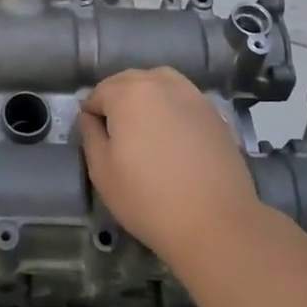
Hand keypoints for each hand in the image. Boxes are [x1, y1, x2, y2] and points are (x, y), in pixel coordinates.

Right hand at [79, 67, 259, 266]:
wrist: (217, 224)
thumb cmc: (148, 199)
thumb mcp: (102, 171)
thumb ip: (90, 135)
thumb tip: (89, 116)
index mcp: (128, 92)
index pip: (98, 93)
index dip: (92, 115)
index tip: (96, 140)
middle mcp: (160, 83)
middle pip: (128, 82)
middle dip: (117, 102)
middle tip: (118, 137)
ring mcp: (192, 95)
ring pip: (158, 84)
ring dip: (146, 99)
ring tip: (146, 131)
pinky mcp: (214, 113)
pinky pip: (182, 99)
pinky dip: (172, 109)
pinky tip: (174, 137)